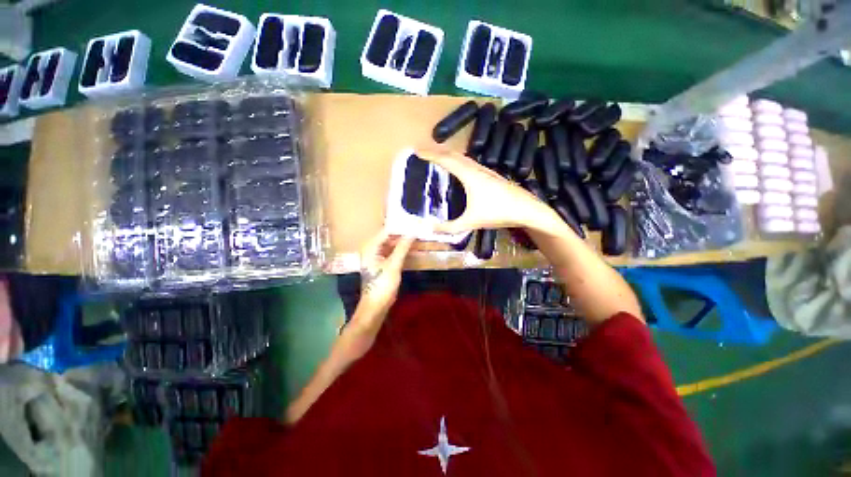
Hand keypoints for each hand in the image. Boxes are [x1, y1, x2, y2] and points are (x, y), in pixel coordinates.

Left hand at [356, 229, 414, 320]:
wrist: (375, 307)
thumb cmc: (382, 285)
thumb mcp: (394, 265)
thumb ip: (402, 247)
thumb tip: (412, 232)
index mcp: (371, 248)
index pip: (387, 231)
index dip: (401, 227)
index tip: (415, 224)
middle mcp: (372, 250)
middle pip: (389, 238)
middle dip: (403, 235)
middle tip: (419, 231)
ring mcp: (376, 258)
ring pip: (392, 245)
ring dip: (404, 243)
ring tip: (418, 238)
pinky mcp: (382, 265)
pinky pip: (393, 253)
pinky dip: (402, 251)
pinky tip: (413, 250)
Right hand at [416, 148, 561, 234]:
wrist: (527, 209)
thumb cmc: (498, 213)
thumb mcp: (471, 222)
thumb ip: (450, 227)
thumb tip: (430, 229)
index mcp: (469, 175)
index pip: (445, 160)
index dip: (430, 154)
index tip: (416, 150)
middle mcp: (476, 168)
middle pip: (453, 154)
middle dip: (437, 151)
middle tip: (424, 153)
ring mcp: (486, 170)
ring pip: (463, 157)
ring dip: (449, 155)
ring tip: (438, 158)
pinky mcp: (491, 175)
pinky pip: (470, 163)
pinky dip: (459, 161)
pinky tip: (460, 170)